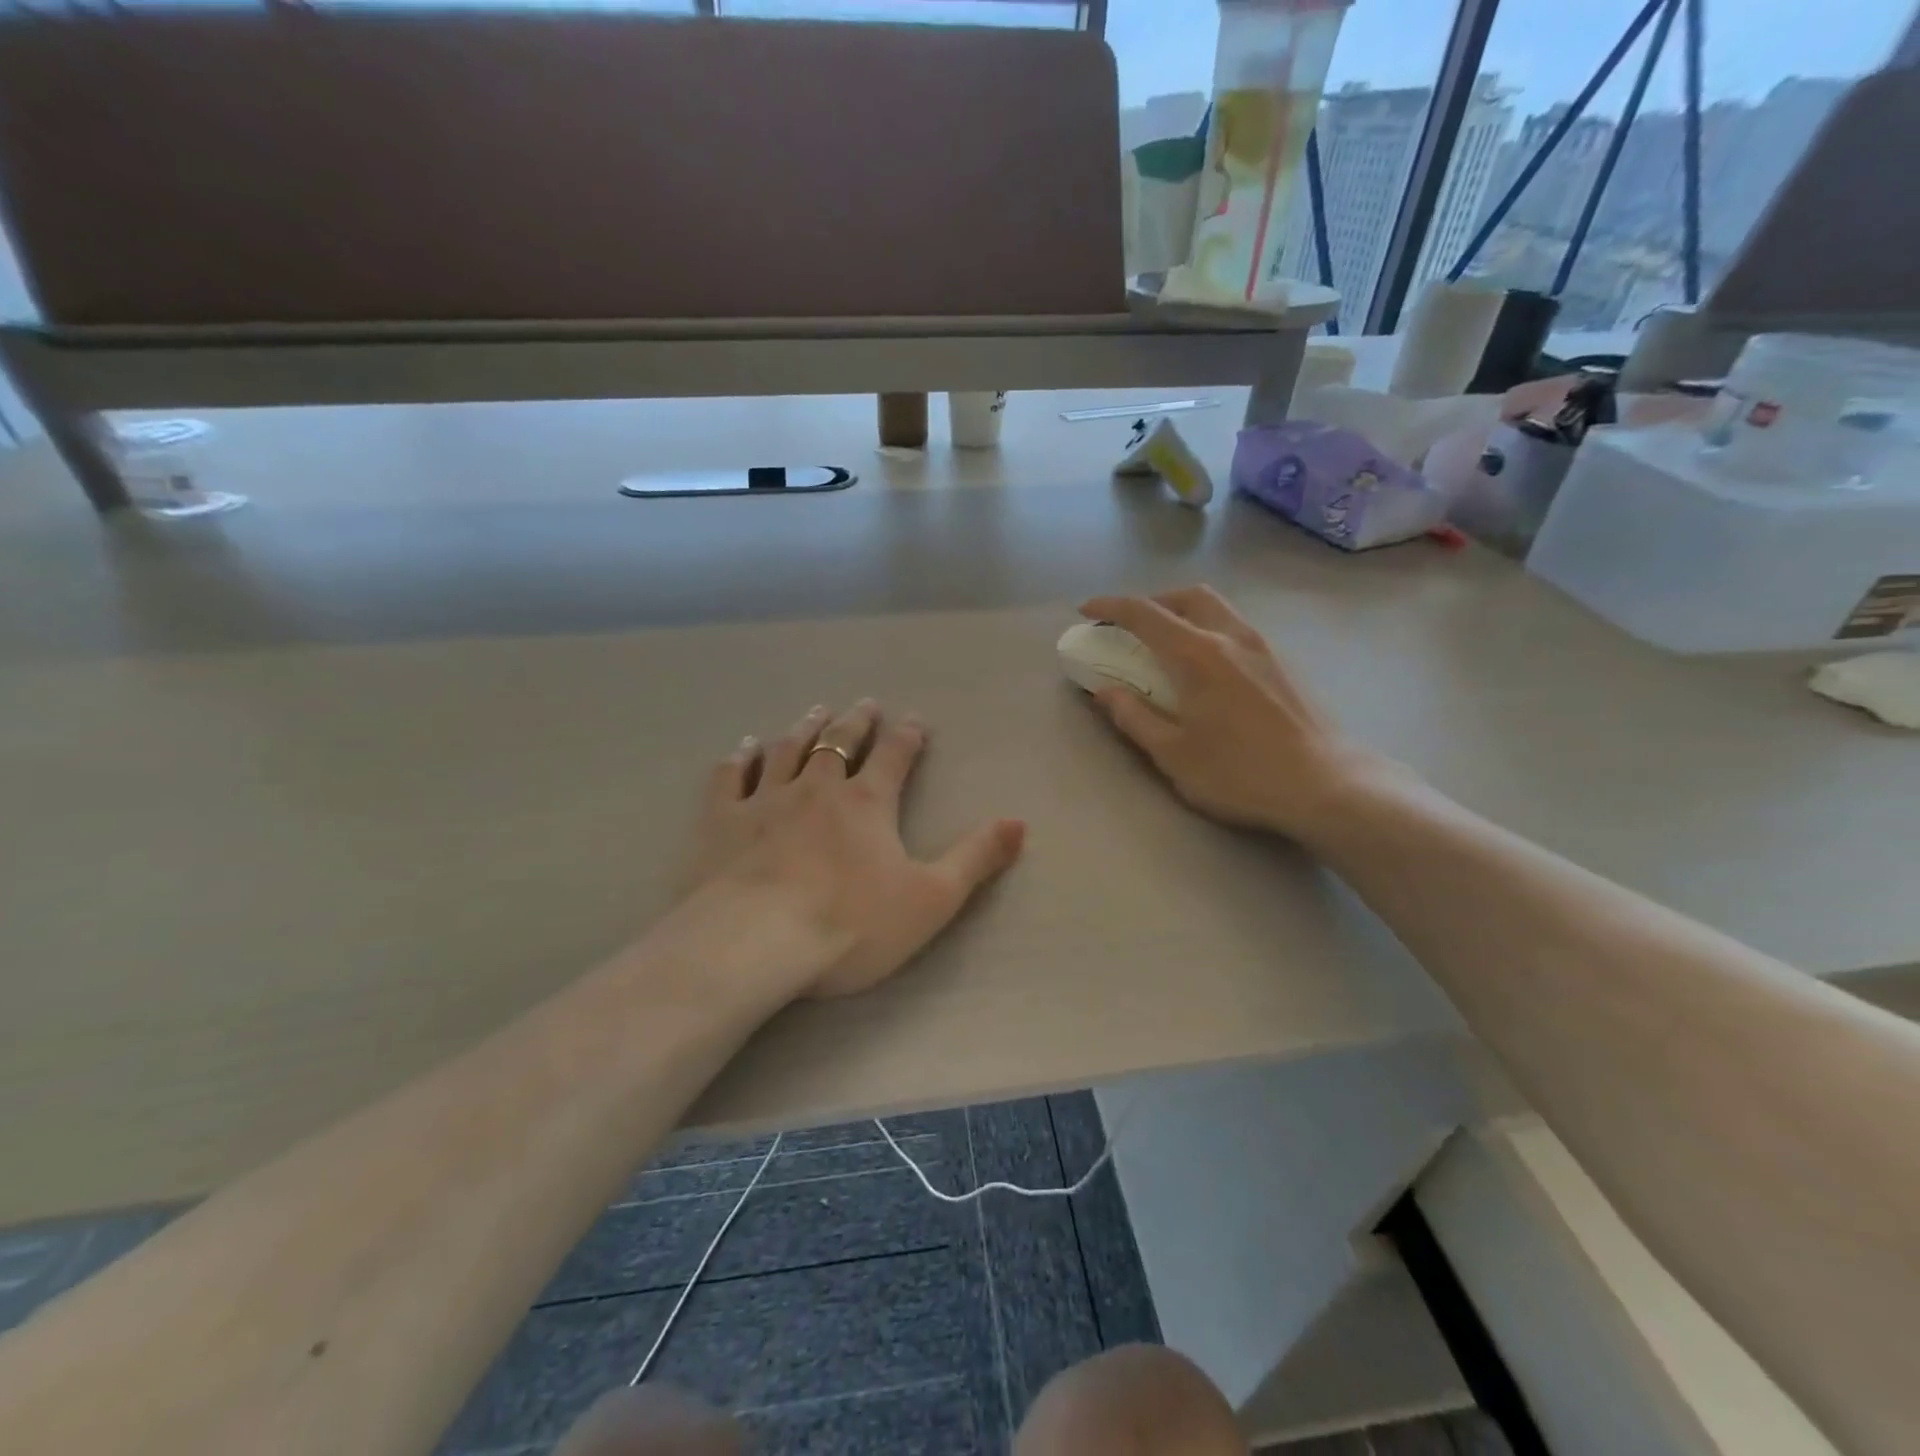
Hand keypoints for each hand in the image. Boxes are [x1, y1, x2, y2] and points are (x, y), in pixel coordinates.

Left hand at [680, 699, 1025, 998]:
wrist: (756, 943)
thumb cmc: (851, 924)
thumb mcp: (932, 898)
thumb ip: (976, 858)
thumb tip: (1020, 822)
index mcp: (867, 803)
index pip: (894, 755)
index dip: (907, 736)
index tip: (914, 721)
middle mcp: (817, 788)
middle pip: (839, 742)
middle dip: (855, 722)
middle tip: (863, 705)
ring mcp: (766, 799)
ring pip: (788, 750)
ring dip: (805, 728)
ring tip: (815, 711)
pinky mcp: (723, 820)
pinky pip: (731, 776)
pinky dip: (740, 757)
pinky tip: (745, 746)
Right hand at [1077, 586, 1399, 844]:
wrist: (1327, 785)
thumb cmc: (1240, 773)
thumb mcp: (1173, 754)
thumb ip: (1134, 717)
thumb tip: (1104, 691)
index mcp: (1199, 654)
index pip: (1145, 614)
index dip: (1110, 606)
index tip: (1086, 610)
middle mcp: (1233, 637)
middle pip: (1188, 597)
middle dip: (1153, 602)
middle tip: (1131, 627)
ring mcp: (1265, 647)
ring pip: (1218, 609)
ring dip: (1184, 614)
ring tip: (1167, 647)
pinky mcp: (1285, 663)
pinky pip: (1238, 628)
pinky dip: (1210, 631)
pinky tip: (1209, 670)